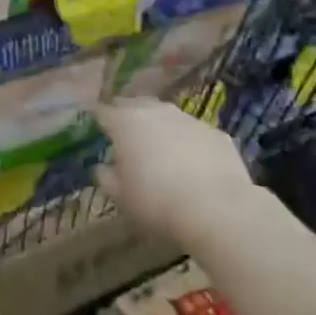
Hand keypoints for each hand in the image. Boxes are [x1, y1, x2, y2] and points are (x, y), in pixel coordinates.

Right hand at [95, 98, 257, 244]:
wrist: (217, 209)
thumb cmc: (156, 202)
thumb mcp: (120, 196)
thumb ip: (106, 177)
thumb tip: (103, 167)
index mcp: (126, 123)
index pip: (104, 112)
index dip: (99, 121)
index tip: (98, 132)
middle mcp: (157, 112)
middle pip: (136, 105)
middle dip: (128, 117)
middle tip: (126, 138)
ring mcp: (189, 119)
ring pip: (168, 116)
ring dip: (160, 128)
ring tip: (160, 150)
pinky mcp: (216, 133)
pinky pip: (194, 132)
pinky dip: (188, 142)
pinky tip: (192, 164)